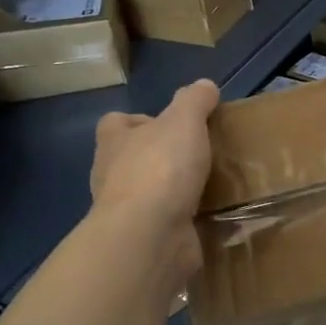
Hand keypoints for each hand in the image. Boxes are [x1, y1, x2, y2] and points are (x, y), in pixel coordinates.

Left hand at [91, 79, 219, 284]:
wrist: (149, 236)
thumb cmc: (160, 169)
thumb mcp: (183, 122)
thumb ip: (194, 101)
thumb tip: (205, 85)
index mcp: (114, 142)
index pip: (116, 123)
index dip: (140, 120)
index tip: (171, 125)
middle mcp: (113, 175)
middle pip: (132, 159)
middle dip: (161, 157)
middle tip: (198, 156)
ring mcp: (127, 212)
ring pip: (150, 193)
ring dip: (174, 191)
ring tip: (211, 186)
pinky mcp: (145, 239)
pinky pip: (167, 224)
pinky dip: (186, 221)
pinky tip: (212, 217)